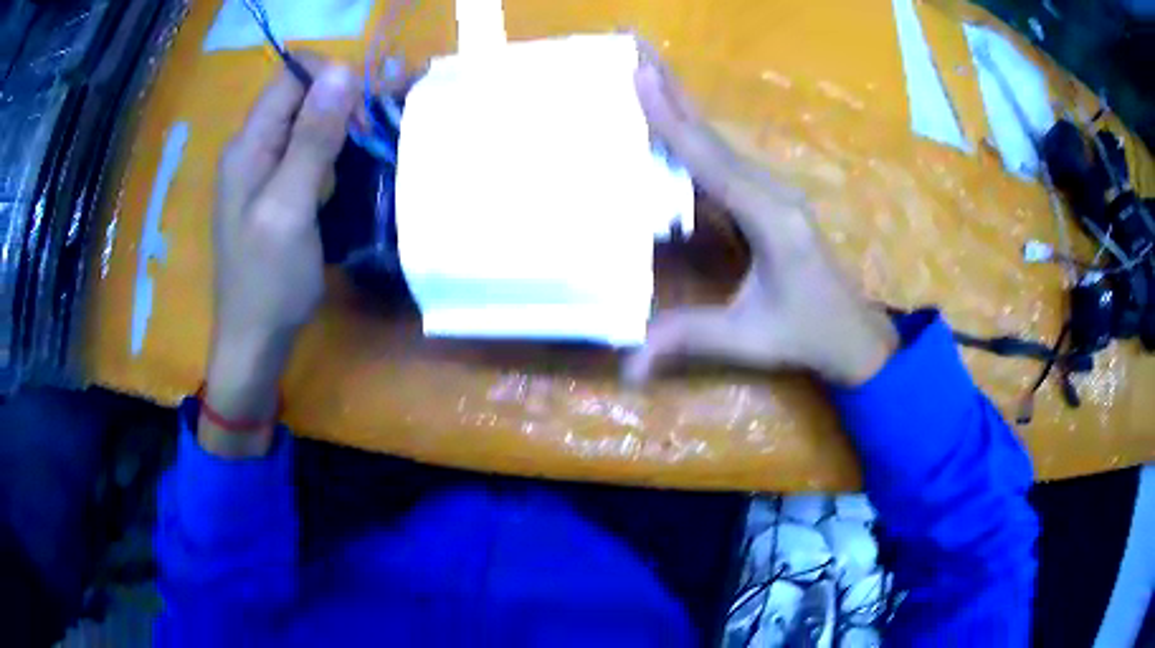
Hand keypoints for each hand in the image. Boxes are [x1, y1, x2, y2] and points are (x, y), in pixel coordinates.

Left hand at [201, 57, 356, 456]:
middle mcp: (252, 148)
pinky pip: (305, 151)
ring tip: (365, 156)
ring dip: (339, 129)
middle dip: (339, 104)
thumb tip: (341, 72)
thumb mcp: (290, 208)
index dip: (329, 78)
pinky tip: (347, 175)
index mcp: (248, 145)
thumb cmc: (269, 281)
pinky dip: (332, 153)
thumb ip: (312, 139)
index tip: (362, 110)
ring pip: (306, 123)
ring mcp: (261, 170)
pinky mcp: (274, 190)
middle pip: (299, 96)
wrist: (254, 341)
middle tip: (368, 140)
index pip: (290, 76)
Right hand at [624, 46, 897, 386]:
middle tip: (636, 47)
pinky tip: (672, 121)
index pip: (710, 160)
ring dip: (682, 103)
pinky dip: (693, 133)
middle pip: (713, 134)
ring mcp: (772, 191)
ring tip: (645, 70)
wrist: (855, 334)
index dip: (672, 118)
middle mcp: (771, 191)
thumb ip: (689, 339)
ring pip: (718, 140)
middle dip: (673, 88)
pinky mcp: (768, 198)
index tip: (640, 74)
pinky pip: (723, 158)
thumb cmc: (808, 333)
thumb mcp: (750, 338)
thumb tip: (629, 366)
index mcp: (770, 218)